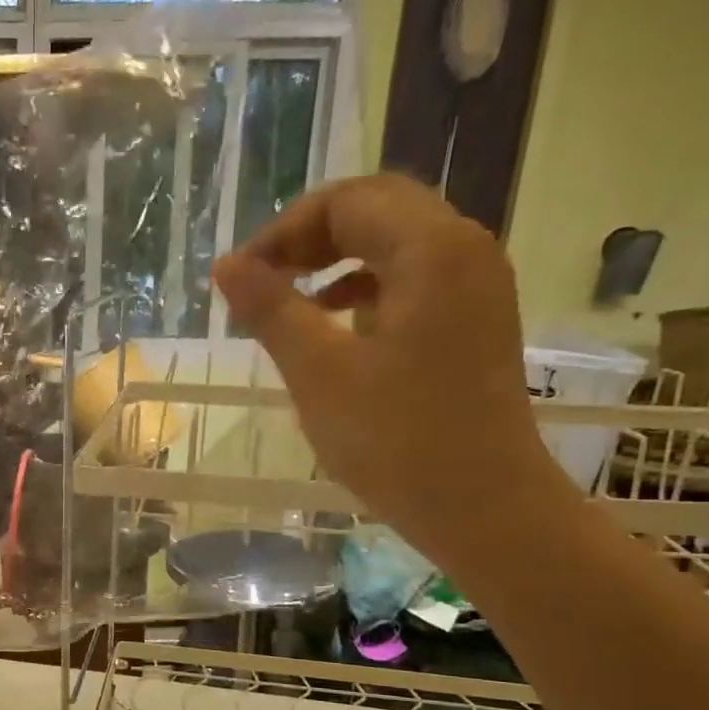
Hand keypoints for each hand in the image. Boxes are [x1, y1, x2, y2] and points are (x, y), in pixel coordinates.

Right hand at [211, 173, 568, 561]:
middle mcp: (464, 251)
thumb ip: (271, 310)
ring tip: (287, 301)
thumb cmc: (396, 441)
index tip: (241, 278)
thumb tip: (225, 266)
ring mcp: (475, 287)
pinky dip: (364, 287)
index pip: (347, 201)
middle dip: (310, 236)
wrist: (483, 507)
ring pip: (395, 242)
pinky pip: (412, 279)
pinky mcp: (472, 321)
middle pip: (376, 209)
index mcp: (432, 251)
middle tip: (262, 280)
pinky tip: (332, 324)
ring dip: (335, 259)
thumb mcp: (319, 373)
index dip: (284, 230)